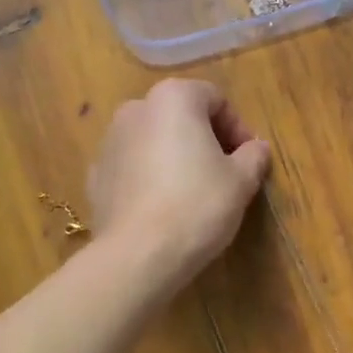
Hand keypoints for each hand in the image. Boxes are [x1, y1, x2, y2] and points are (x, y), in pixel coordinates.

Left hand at [88, 79, 271, 297]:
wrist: (138, 254)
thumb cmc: (197, 205)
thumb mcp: (241, 181)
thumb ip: (253, 156)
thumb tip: (257, 149)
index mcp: (173, 99)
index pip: (215, 99)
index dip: (238, 127)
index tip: (248, 159)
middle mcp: (135, 109)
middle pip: (180, 116)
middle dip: (204, 139)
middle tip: (224, 174)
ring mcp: (109, 142)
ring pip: (153, 141)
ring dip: (175, 157)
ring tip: (192, 192)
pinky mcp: (95, 176)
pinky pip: (132, 168)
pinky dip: (149, 178)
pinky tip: (162, 208)